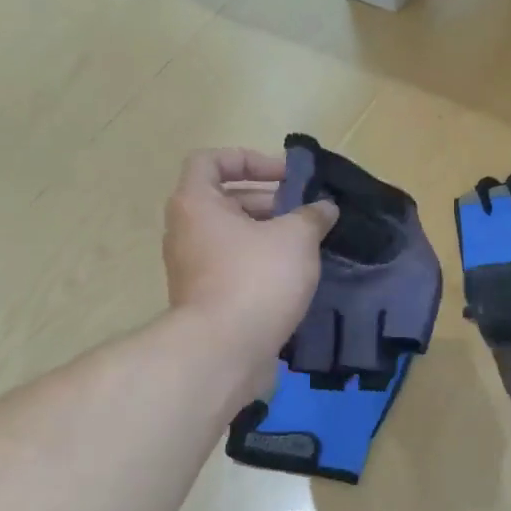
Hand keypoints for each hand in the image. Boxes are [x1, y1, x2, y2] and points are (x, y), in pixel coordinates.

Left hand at [163, 149, 335, 403]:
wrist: (225, 351)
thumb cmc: (256, 279)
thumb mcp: (296, 238)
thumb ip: (312, 216)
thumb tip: (325, 208)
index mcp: (196, 203)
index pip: (212, 160)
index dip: (250, 159)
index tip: (287, 176)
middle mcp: (186, 231)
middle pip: (226, 200)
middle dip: (269, 202)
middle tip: (306, 215)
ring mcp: (192, 268)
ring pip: (233, 238)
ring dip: (269, 236)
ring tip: (307, 248)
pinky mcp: (206, 299)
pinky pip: (234, 268)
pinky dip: (261, 266)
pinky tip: (295, 279)